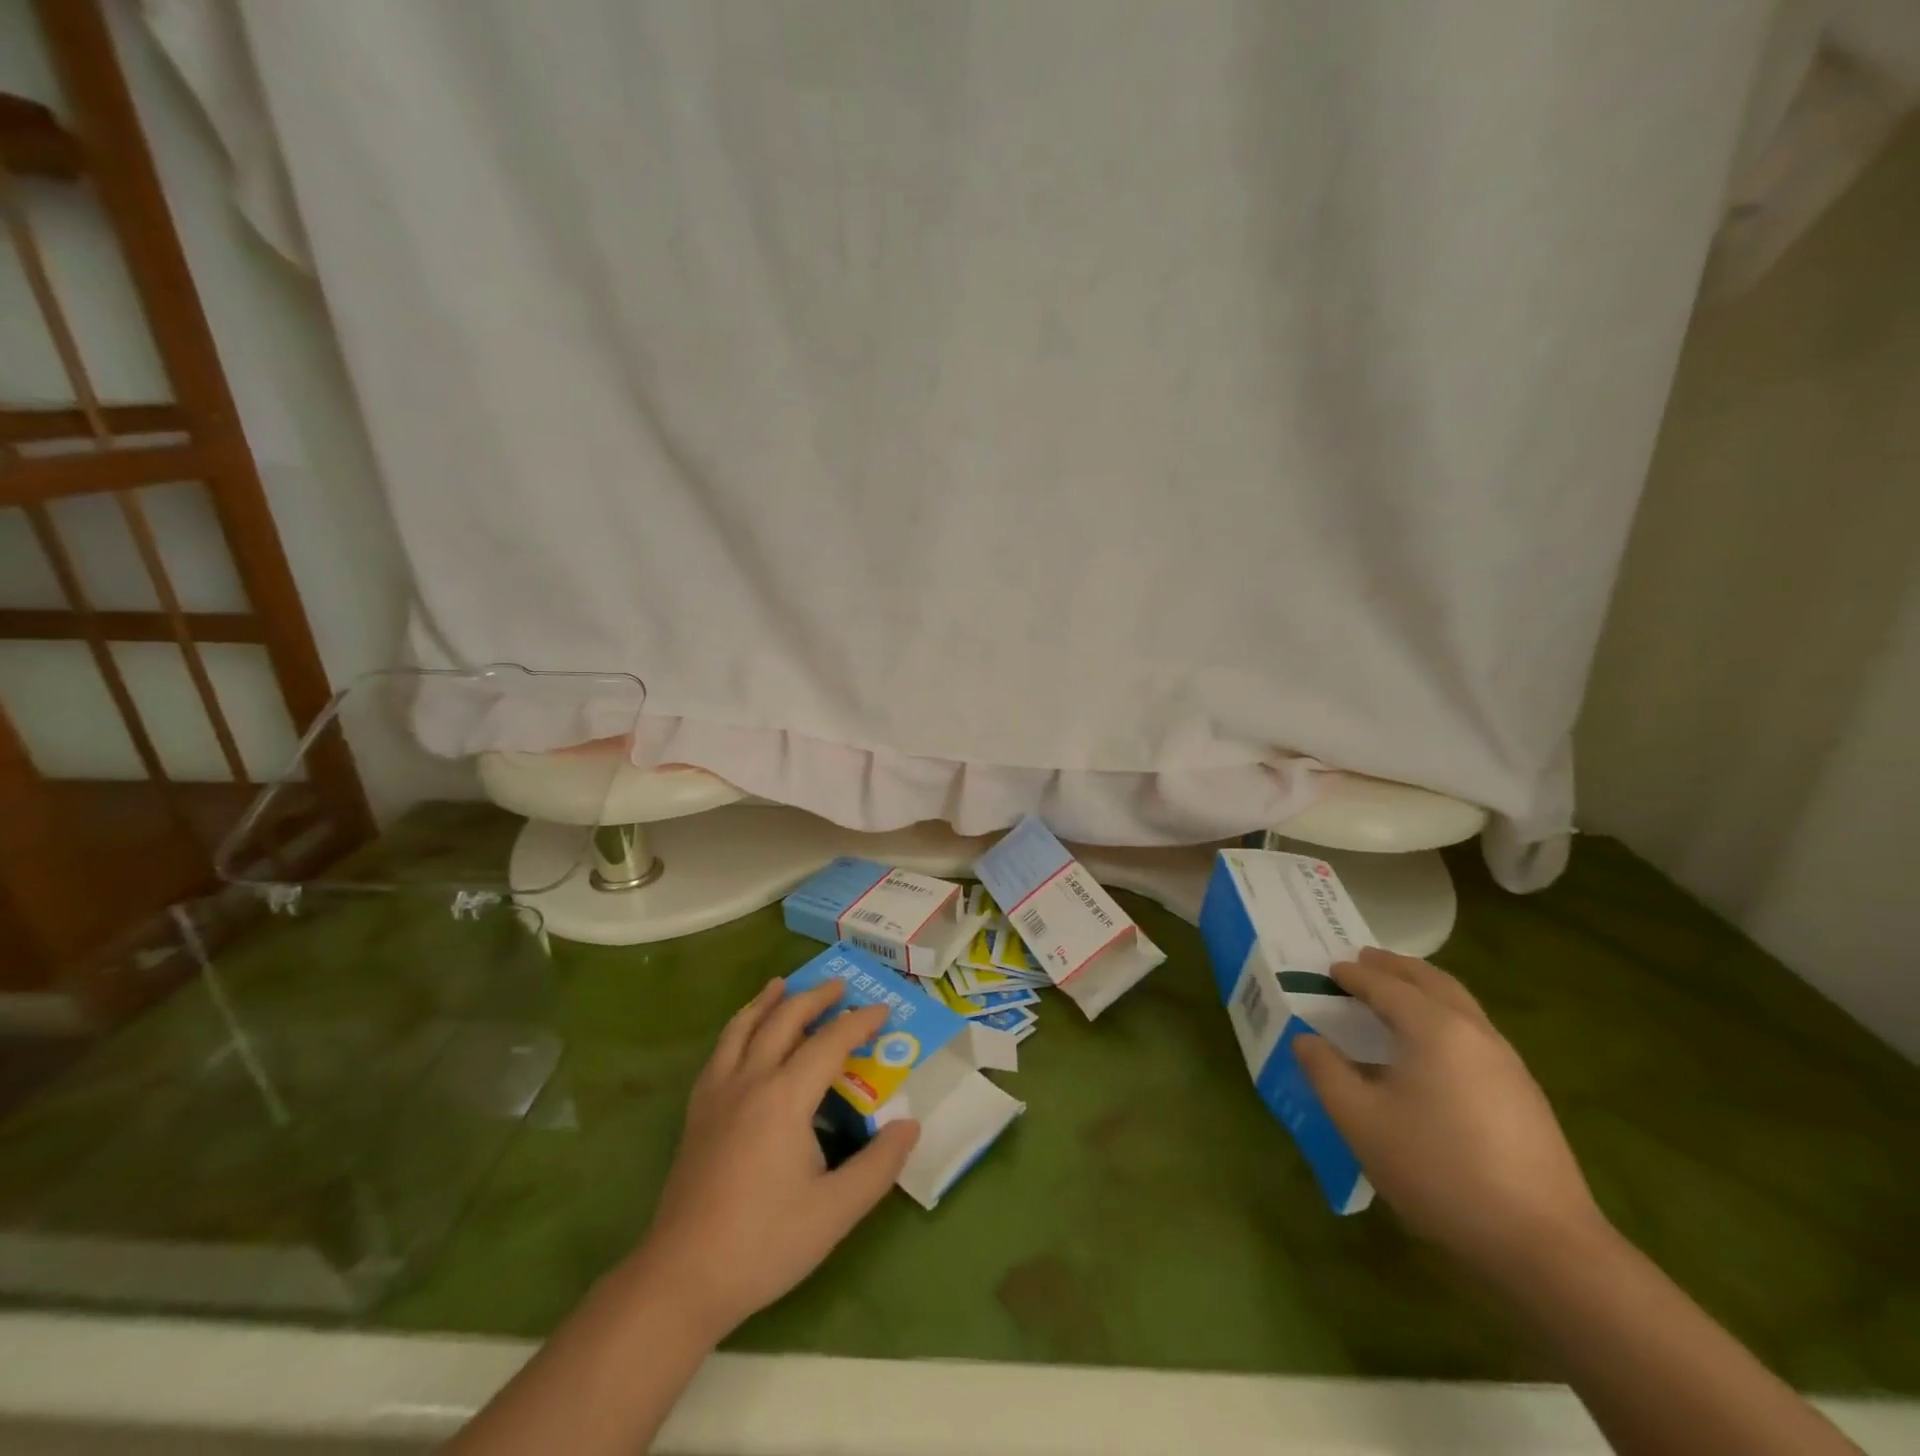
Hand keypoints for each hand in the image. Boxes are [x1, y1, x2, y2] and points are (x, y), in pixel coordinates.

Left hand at [625, 977, 920, 1338]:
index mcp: (785, 1098)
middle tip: (841, 986)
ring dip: (769, 1000)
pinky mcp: (697, 1110)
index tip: (884, 1010)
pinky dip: (739, 1025)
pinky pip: (721, 1049)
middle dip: (816, 997)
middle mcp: (750, 1081)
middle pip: (785, 1020)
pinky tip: (744, 1032)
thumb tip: (911, 1124)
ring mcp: (717, 1092)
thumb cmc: (764, 1244)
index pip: (830, 1042)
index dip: (860, 1022)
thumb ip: (879, 1165)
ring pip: (744, 1026)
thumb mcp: (835, 1212)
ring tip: (784, 984)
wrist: (681, 1278)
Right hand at [1294, 948, 1604, 1275]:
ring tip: (1395, 994)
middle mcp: (1474, 1032)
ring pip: (1460, 1004)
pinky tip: (1431, 1048)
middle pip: (1432, 981)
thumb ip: (1326, 1072)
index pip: (1385, 986)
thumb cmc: (1438, 1170)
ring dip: (1424, 988)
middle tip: (1364, 960)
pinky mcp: (1524, 1094)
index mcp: (1434, 1028)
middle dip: (1395, 967)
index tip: (1328, 968)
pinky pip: (1474, 1031)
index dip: (1353, 975)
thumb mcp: (1361, 1121)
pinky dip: (1444, 1016)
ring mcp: (1506, 1062)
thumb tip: (1305, 1039)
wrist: (1544, 1245)